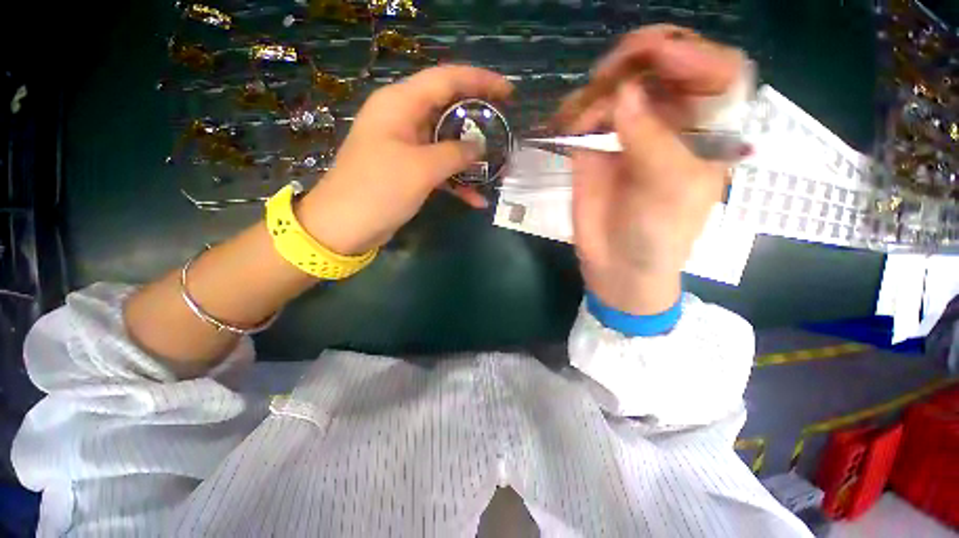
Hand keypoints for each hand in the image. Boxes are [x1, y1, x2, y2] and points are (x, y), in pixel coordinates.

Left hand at [298, 66, 512, 254]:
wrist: (345, 226)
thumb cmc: (378, 190)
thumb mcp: (421, 169)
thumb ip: (455, 153)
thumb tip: (480, 147)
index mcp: (400, 104)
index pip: (446, 79)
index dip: (480, 81)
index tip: (509, 92)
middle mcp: (403, 119)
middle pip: (448, 109)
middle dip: (478, 120)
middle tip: (505, 128)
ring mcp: (406, 147)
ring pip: (446, 143)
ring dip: (471, 157)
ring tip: (498, 167)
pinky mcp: (409, 171)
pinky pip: (439, 169)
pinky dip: (457, 182)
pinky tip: (477, 200)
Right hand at [568, 26, 746, 314]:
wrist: (617, 265)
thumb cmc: (658, 234)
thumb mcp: (670, 188)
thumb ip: (651, 139)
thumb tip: (624, 92)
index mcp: (707, 131)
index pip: (713, 71)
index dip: (690, 54)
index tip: (657, 56)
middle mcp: (670, 123)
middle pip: (662, 67)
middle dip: (638, 58)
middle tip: (612, 71)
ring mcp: (627, 134)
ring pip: (618, 85)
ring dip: (600, 87)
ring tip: (584, 114)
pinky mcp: (594, 149)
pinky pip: (586, 115)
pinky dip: (575, 110)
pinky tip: (568, 122)